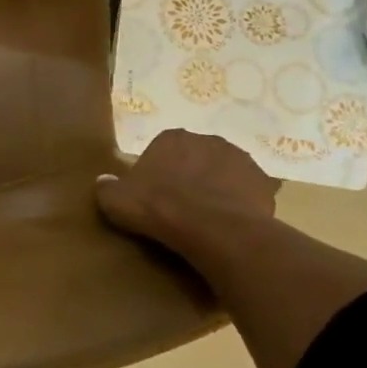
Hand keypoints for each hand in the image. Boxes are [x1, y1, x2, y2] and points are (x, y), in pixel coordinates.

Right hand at [95, 130, 278, 255]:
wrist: (211, 229)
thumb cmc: (158, 208)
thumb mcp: (117, 200)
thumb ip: (107, 188)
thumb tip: (103, 181)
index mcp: (173, 138)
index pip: (163, 150)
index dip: (159, 173)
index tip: (154, 196)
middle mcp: (208, 140)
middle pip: (196, 158)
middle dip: (191, 176)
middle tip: (181, 207)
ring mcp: (241, 159)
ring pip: (225, 173)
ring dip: (218, 188)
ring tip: (208, 218)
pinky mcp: (264, 183)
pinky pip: (249, 192)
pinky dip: (241, 204)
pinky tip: (231, 223)